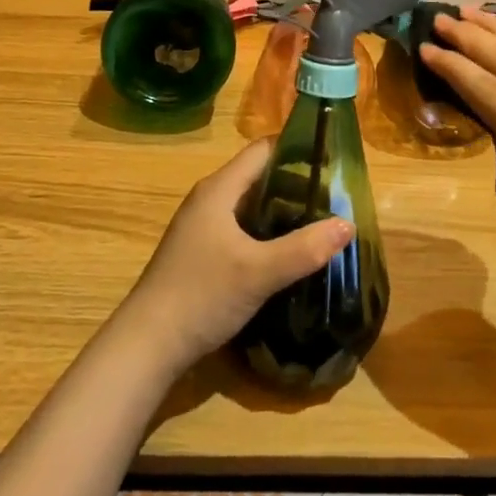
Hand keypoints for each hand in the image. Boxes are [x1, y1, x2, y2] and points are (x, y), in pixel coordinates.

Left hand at [120, 139, 352, 373]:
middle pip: (259, 175)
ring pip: (251, 204)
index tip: (333, 162)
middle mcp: (209, 199)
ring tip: (320, 222)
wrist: (146, 346)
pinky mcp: (202, 252)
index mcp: (219, 189)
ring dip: (283, 210)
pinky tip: (288, 252)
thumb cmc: (201, 296)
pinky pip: (242, 227)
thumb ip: (305, 248)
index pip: (263, 150)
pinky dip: (267, 231)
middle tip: (335, 198)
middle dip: (296, 183)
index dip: (298, 149)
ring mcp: (203, 226)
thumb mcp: (259, 272)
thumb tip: (349, 224)